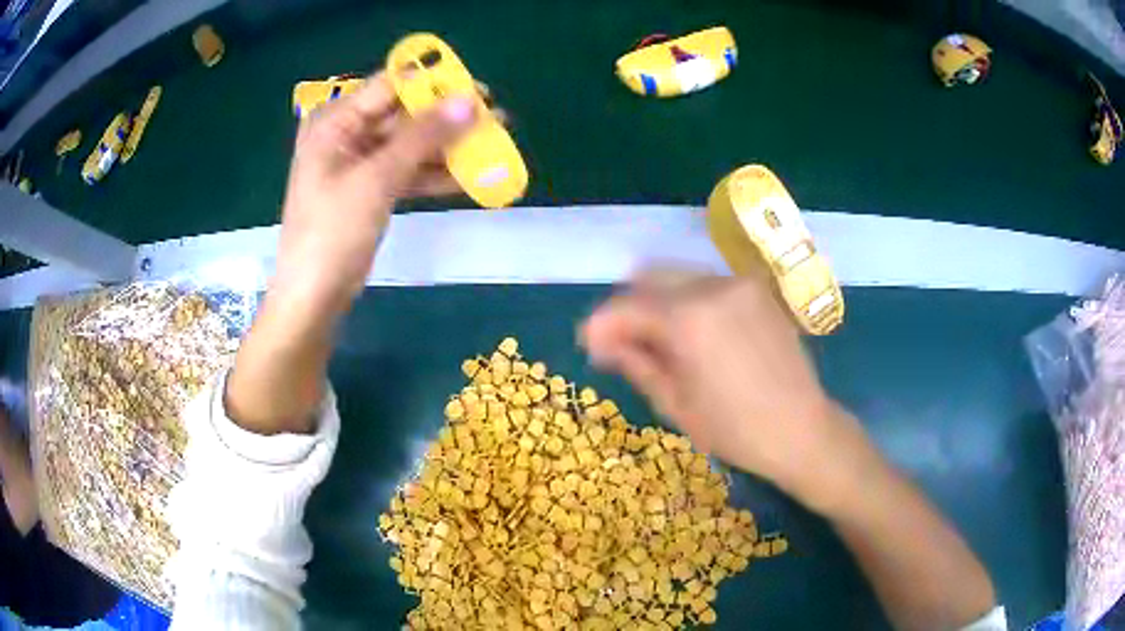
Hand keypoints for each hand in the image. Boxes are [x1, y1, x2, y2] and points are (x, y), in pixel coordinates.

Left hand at [271, 70, 476, 311]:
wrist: (314, 296)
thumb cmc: (333, 232)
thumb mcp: (377, 178)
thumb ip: (423, 136)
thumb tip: (469, 102)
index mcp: (335, 122)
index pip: (390, 86)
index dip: (434, 84)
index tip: (478, 90)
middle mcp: (346, 135)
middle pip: (404, 115)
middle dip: (447, 118)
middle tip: (494, 119)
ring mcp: (358, 164)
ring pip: (410, 145)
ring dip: (447, 148)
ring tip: (493, 146)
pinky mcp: (370, 189)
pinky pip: (407, 172)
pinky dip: (434, 175)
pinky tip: (470, 177)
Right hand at [580, 267, 873, 513]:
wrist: (802, 430)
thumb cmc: (735, 429)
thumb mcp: (674, 402)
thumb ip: (635, 361)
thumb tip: (601, 341)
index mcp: (688, 318)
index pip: (626, 306)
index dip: (601, 325)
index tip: (590, 346)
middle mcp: (712, 287)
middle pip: (649, 279)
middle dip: (628, 309)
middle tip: (621, 344)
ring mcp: (738, 284)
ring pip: (678, 278)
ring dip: (658, 303)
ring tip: (657, 342)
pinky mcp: (757, 291)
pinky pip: (707, 286)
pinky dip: (688, 302)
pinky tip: (693, 335)